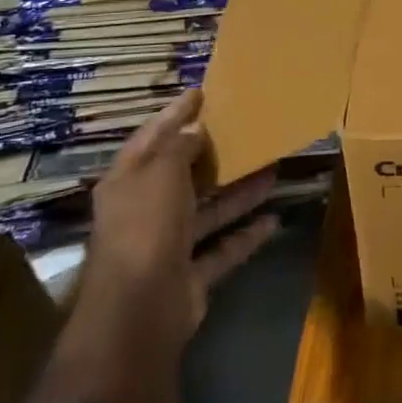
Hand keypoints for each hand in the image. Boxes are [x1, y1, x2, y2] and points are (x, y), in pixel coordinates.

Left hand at [88, 89, 278, 353]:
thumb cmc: (145, 226)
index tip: (201, 92)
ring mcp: (166, 246)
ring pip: (208, 210)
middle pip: (181, 175)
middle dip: (211, 154)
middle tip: (244, 129)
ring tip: (272, 167)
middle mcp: (144, 211)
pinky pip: (222, 249)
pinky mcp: (189, 276)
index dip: (175, 114)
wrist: (139, 310)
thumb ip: (179, 147)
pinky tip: (274, 219)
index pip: (151, 137)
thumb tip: (196, 128)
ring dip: (238, 191)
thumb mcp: (161, 172)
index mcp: (127, 182)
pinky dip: (246, 235)